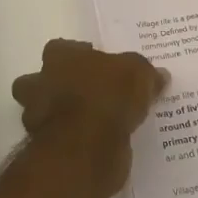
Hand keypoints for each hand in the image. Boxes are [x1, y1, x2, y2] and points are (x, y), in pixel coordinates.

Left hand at [12, 40, 168, 191]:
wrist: (87, 147)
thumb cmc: (108, 96)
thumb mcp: (138, 75)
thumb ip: (145, 73)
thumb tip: (160, 75)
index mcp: (59, 57)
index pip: (59, 48)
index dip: (77, 56)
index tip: (96, 65)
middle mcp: (41, 83)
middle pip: (37, 80)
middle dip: (53, 87)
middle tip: (85, 95)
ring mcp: (37, 118)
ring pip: (39, 112)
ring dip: (57, 116)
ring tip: (89, 123)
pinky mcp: (44, 148)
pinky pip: (55, 140)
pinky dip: (69, 142)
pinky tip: (91, 145)